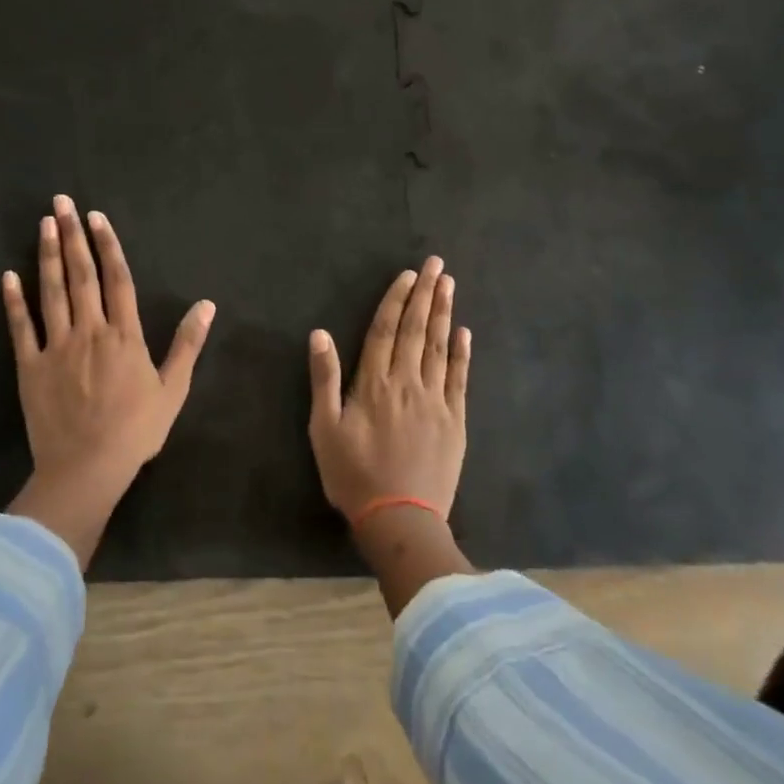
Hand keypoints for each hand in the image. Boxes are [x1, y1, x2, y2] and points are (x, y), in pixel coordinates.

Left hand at [3, 196, 214, 567]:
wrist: (87, 469)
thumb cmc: (136, 431)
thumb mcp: (173, 389)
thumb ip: (188, 344)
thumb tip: (207, 304)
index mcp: (124, 335)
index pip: (117, 278)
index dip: (107, 245)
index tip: (97, 217)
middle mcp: (89, 330)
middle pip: (81, 274)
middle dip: (72, 235)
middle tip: (62, 203)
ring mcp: (57, 346)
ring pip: (51, 291)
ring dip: (47, 255)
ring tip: (44, 224)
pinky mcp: (30, 366)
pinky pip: (21, 327)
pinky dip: (14, 301)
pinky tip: (9, 276)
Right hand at [308, 257, 469, 521]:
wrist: (400, 519)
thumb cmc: (353, 474)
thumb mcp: (325, 429)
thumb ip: (324, 379)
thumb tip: (319, 333)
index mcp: (374, 383)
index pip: (385, 330)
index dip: (396, 300)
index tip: (407, 275)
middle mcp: (407, 383)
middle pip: (415, 330)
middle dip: (425, 294)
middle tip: (436, 264)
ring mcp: (435, 400)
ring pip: (439, 347)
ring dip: (444, 313)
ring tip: (449, 284)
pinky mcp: (455, 420)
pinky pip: (458, 378)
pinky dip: (461, 353)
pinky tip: (464, 332)